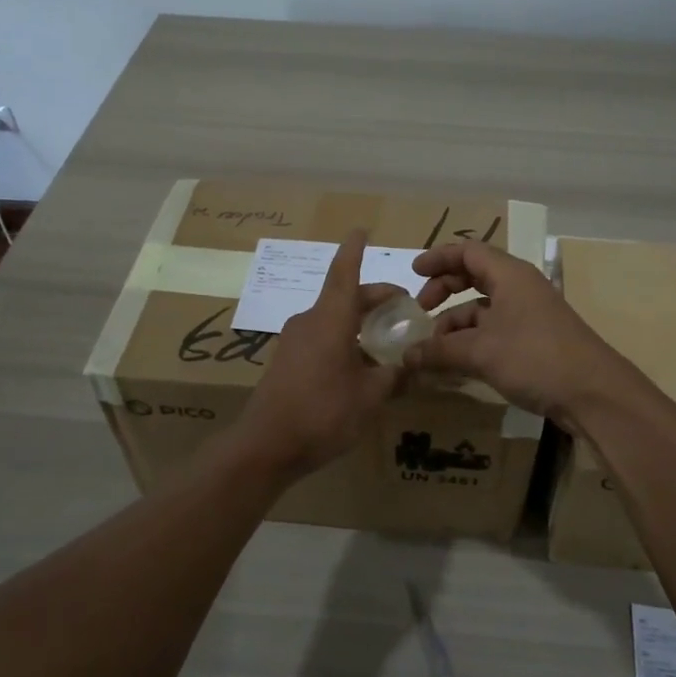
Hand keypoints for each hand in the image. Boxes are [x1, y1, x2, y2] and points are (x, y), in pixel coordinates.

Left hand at [234, 230, 403, 480]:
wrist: (265, 446)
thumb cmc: (323, 413)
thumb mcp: (370, 397)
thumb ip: (393, 376)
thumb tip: (410, 367)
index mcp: (330, 319)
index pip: (344, 274)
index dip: (354, 251)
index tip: (360, 229)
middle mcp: (310, 321)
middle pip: (345, 298)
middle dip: (374, 298)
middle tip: (403, 307)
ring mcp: (295, 342)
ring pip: (333, 319)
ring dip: (360, 322)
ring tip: (386, 340)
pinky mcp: (287, 362)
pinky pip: (322, 338)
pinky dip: (344, 339)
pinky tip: (360, 365)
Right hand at [408, 240, 626, 426]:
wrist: (593, 393)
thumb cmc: (535, 357)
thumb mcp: (480, 352)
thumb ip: (440, 351)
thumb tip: (406, 356)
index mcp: (510, 275)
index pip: (469, 252)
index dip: (439, 258)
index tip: (413, 272)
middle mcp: (520, 288)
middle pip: (475, 276)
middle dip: (445, 289)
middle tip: (422, 309)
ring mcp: (529, 315)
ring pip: (483, 308)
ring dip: (456, 323)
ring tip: (433, 349)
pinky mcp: (534, 342)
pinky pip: (494, 331)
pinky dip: (472, 341)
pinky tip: (455, 364)